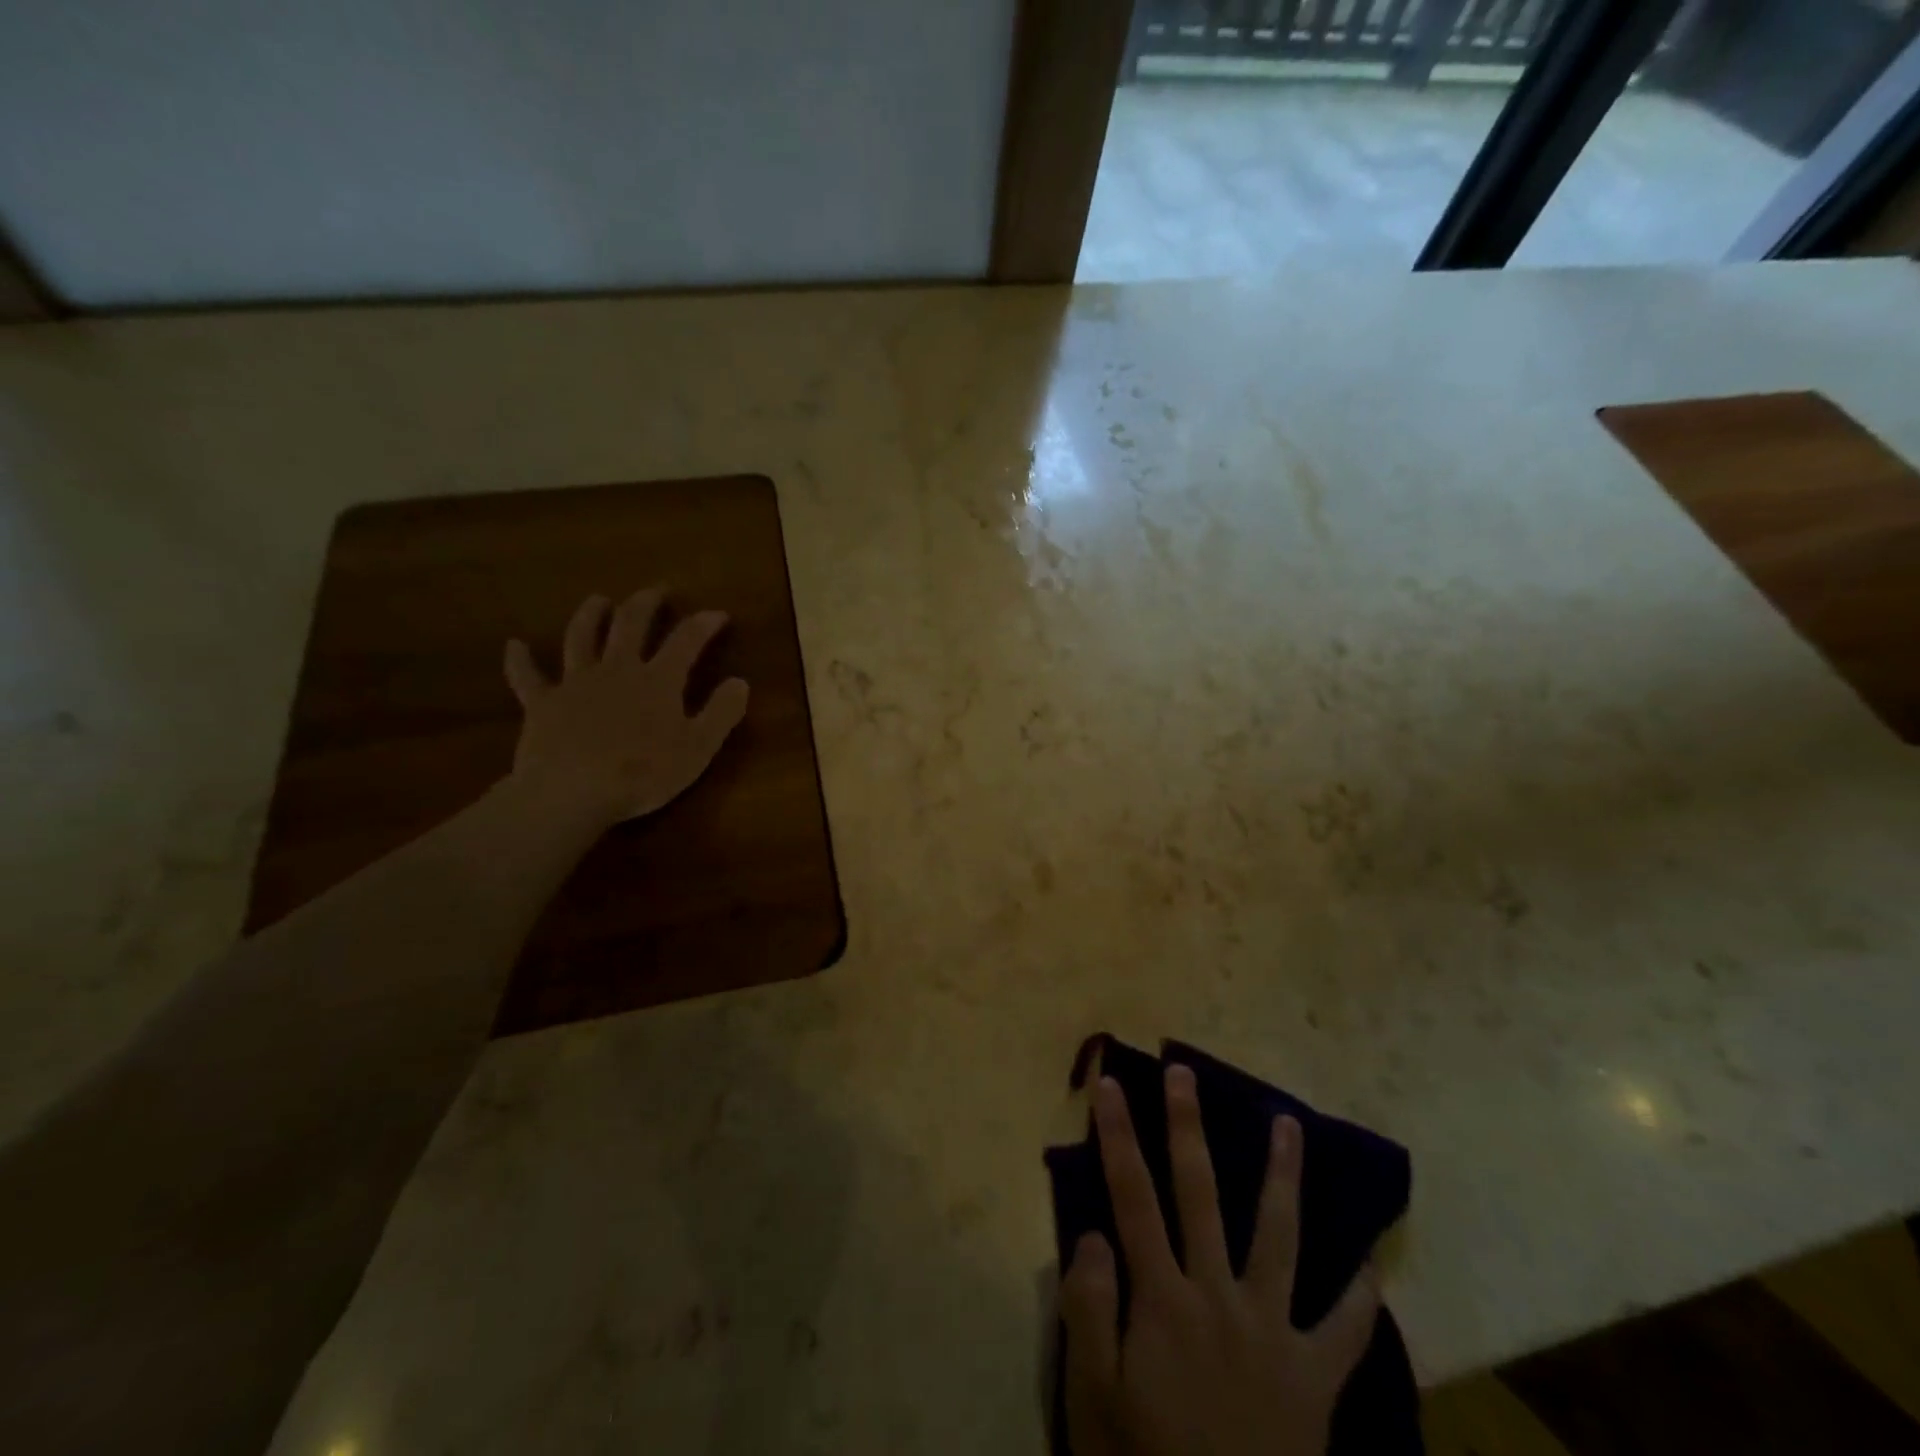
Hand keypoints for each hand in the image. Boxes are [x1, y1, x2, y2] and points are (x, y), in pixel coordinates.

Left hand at [502, 588, 749, 828]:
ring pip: (581, 637)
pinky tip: (514, 646)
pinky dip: (520, 660)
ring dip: (590, 615)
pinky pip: (527, 677)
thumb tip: (740, 682)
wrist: (572, 791)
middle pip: (631, 625)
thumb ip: (721, 713)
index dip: (704, 624)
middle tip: (656, 590)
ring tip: (598, 600)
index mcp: (658, 680)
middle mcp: (617, 669)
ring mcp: (575, 683)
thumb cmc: (643, 773)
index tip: (718, 614)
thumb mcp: (698, 749)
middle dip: (646, 603)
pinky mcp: (542, 703)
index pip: (686, 641)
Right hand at [1061, 1068, 1380, 1455]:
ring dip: (1282, 1176)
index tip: (1110, 1083)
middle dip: (1188, 1126)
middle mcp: (1218, 1295)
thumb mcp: (1094, 1399)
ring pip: (1279, 1236)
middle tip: (1186, 1072)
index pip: (1132, 1196)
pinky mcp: (1314, 1376)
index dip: (1117, 1135)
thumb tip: (1097, 1232)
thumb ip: (1090, 1309)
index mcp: (1163, 1298)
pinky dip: (1360, 1294)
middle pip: (1200, 1193)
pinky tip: (1372, 1261)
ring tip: (1289, 1124)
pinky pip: (1344, 1329)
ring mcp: (1273, 1331)